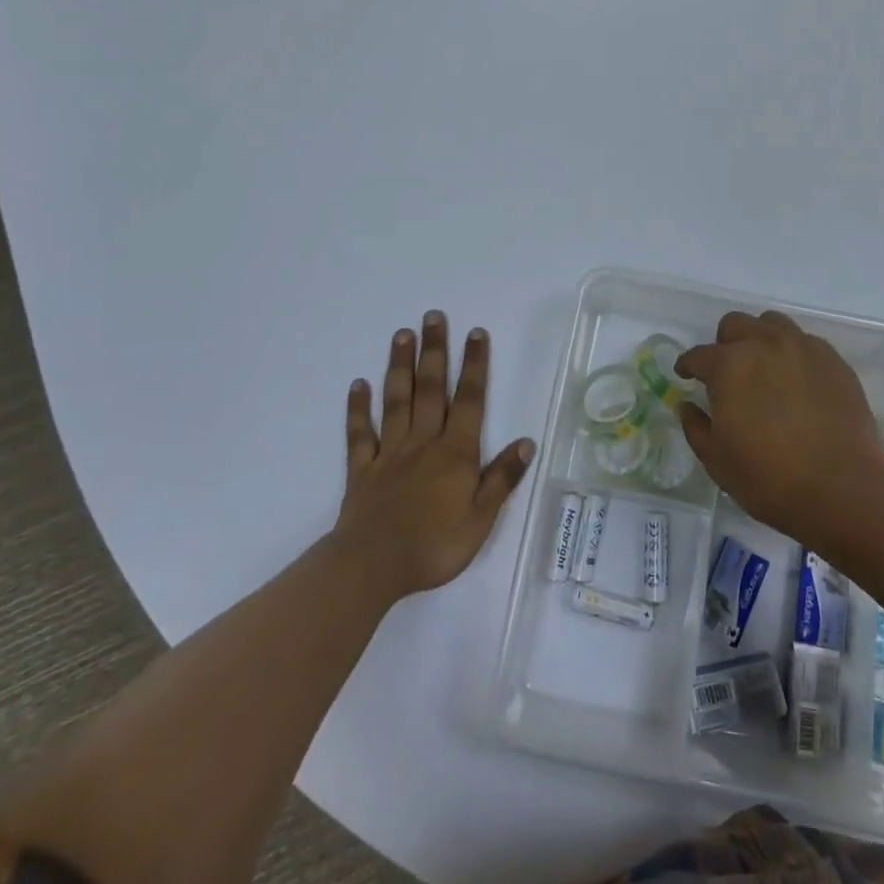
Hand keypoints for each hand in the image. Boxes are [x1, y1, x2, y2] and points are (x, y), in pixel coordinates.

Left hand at [334, 312, 534, 599]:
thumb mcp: (481, 520)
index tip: (476, 333)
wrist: (373, 567)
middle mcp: (424, 442)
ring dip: (400, 366)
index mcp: (455, 453)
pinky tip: (358, 385)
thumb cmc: (434, 546)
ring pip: (397, 401)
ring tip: (401, 334)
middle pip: (431, 388)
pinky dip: (358, 408)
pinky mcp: (362, 469)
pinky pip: (360, 433)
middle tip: (433, 316)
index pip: (469, 400)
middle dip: (435, 350)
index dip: (475, 365)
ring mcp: (390, 452)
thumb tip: (526, 441)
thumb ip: (502, 479)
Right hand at [676, 311, 883, 552]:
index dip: (688, 366)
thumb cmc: (770, 478)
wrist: (843, 489)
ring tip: (764, 368)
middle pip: (735, 325)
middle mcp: (764, 344)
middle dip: (724, 344)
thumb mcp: (717, 460)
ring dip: (760, 339)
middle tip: (727, 373)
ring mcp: (803, 348)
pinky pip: (805, 343)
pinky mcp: (833, 360)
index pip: (698, 355)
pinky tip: (796, 382)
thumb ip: (696, 427)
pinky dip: (793, 354)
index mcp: (729, 365)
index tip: (686, 376)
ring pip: (772, 324)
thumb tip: (686, 406)